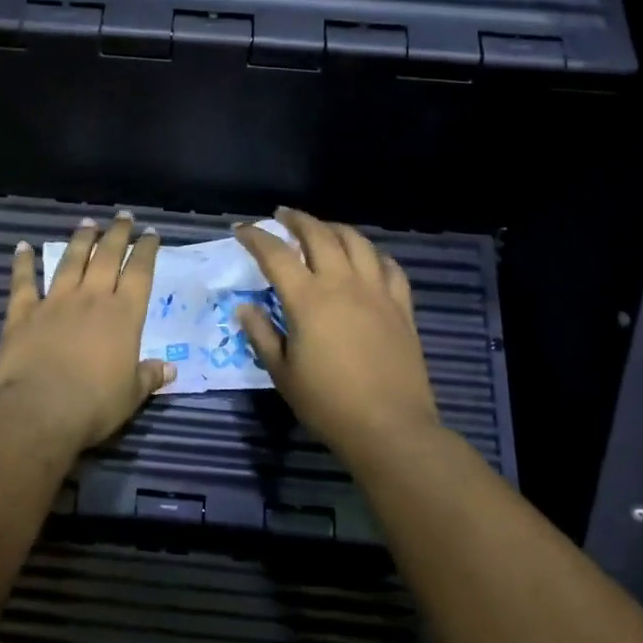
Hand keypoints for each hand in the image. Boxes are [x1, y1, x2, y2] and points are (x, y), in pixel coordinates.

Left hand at [0, 212, 174, 452]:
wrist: (39, 409)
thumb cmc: (94, 405)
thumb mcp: (131, 395)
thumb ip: (149, 377)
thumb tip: (170, 369)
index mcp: (123, 315)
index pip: (140, 272)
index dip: (146, 250)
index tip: (150, 233)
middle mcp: (91, 298)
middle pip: (107, 256)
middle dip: (117, 234)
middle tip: (123, 216)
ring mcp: (55, 302)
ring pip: (70, 261)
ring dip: (80, 239)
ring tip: (86, 222)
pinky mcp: (23, 313)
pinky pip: (23, 282)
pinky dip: (22, 263)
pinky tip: (22, 246)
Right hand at [234, 208, 440, 455]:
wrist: (390, 428)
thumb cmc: (328, 404)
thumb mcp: (283, 373)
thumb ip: (262, 335)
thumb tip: (245, 308)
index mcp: (308, 299)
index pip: (275, 254)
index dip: (255, 237)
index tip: (241, 230)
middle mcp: (342, 284)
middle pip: (319, 234)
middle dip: (297, 219)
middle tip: (282, 215)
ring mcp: (376, 292)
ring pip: (357, 242)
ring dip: (335, 228)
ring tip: (323, 228)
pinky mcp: (401, 307)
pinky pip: (389, 267)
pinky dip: (373, 254)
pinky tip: (367, 258)